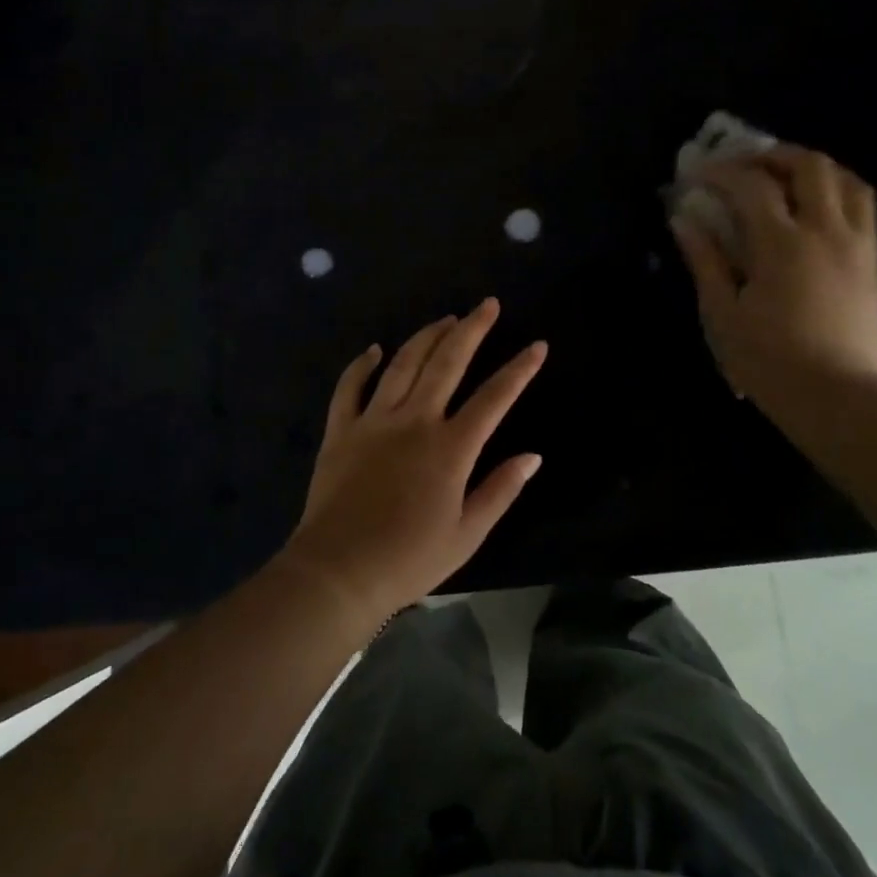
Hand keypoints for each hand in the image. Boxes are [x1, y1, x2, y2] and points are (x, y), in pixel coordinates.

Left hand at [279, 298, 546, 625]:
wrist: (338, 572)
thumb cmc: (409, 559)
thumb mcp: (467, 534)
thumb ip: (501, 490)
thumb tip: (533, 456)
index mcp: (450, 447)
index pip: (494, 398)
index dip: (519, 369)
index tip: (537, 345)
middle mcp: (414, 421)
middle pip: (447, 363)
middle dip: (472, 329)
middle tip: (487, 305)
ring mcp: (374, 421)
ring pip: (403, 364)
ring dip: (426, 337)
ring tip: (445, 319)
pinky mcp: (341, 430)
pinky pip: (350, 387)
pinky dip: (362, 364)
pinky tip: (374, 349)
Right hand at [671, 145, 876, 414]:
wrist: (835, 397)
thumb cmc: (768, 359)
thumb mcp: (722, 313)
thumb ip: (704, 260)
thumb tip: (683, 220)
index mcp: (782, 244)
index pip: (751, 186)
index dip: (721, 173)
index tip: (698, 176)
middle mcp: (825, 231)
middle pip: (809, 166)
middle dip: (772, 156)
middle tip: (744, 167)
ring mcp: (856, 243)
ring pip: (846, 178)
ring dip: (812, 168)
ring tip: (784, 179)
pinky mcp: (873, 260)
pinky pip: (863, 204)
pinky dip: (837, 189)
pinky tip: (815, 207)